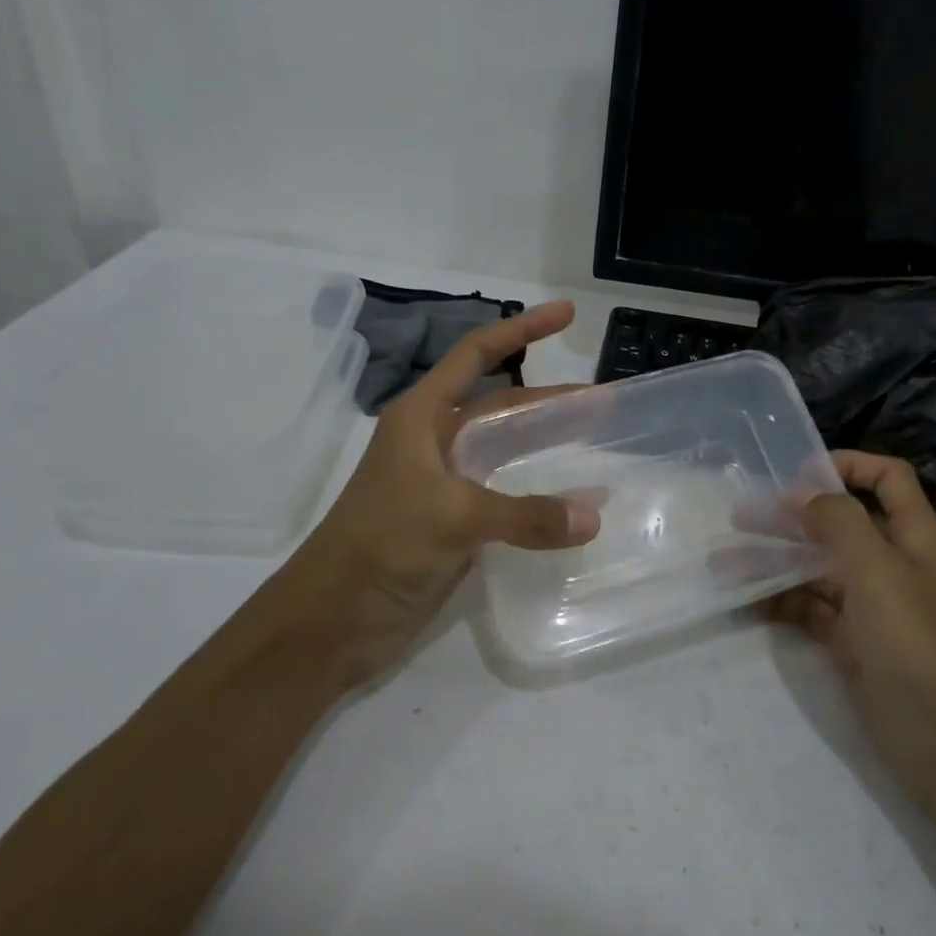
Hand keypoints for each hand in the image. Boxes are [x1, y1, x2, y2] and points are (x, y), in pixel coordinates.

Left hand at [263, 301, 599, 688]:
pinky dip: (539, 496)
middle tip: (603, 401)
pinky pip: (507, 499)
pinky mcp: (454, 526)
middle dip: (550, 399)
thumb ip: (526, 515)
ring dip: (546, 444)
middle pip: (501, 405)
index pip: (476, 356)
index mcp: (421, 418)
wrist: (332, 621)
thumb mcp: (453, 517)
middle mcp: (434, 443)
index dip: (521, 330)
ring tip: (594, 440)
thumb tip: (594, 516)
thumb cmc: (380, 546)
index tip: (566, 314)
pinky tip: (569, 504)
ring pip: (506, 452)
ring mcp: (445, 486)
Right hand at [770, 451, 935, 817]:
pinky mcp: (853, 644)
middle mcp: (893, 564)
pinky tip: (745, 600)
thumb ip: (839, 522)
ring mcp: (872, 607)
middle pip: (840, 523)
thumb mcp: (878, 571)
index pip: (887, 478)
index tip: (795, 475)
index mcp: (914, 536)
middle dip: (792, 516)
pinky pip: (812, 610)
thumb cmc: (917, 645)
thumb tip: (802, 494)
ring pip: (819, 569)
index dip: (847, 465)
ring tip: (724, 562)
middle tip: (739, 517)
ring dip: (776, 561)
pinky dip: (781, 602)